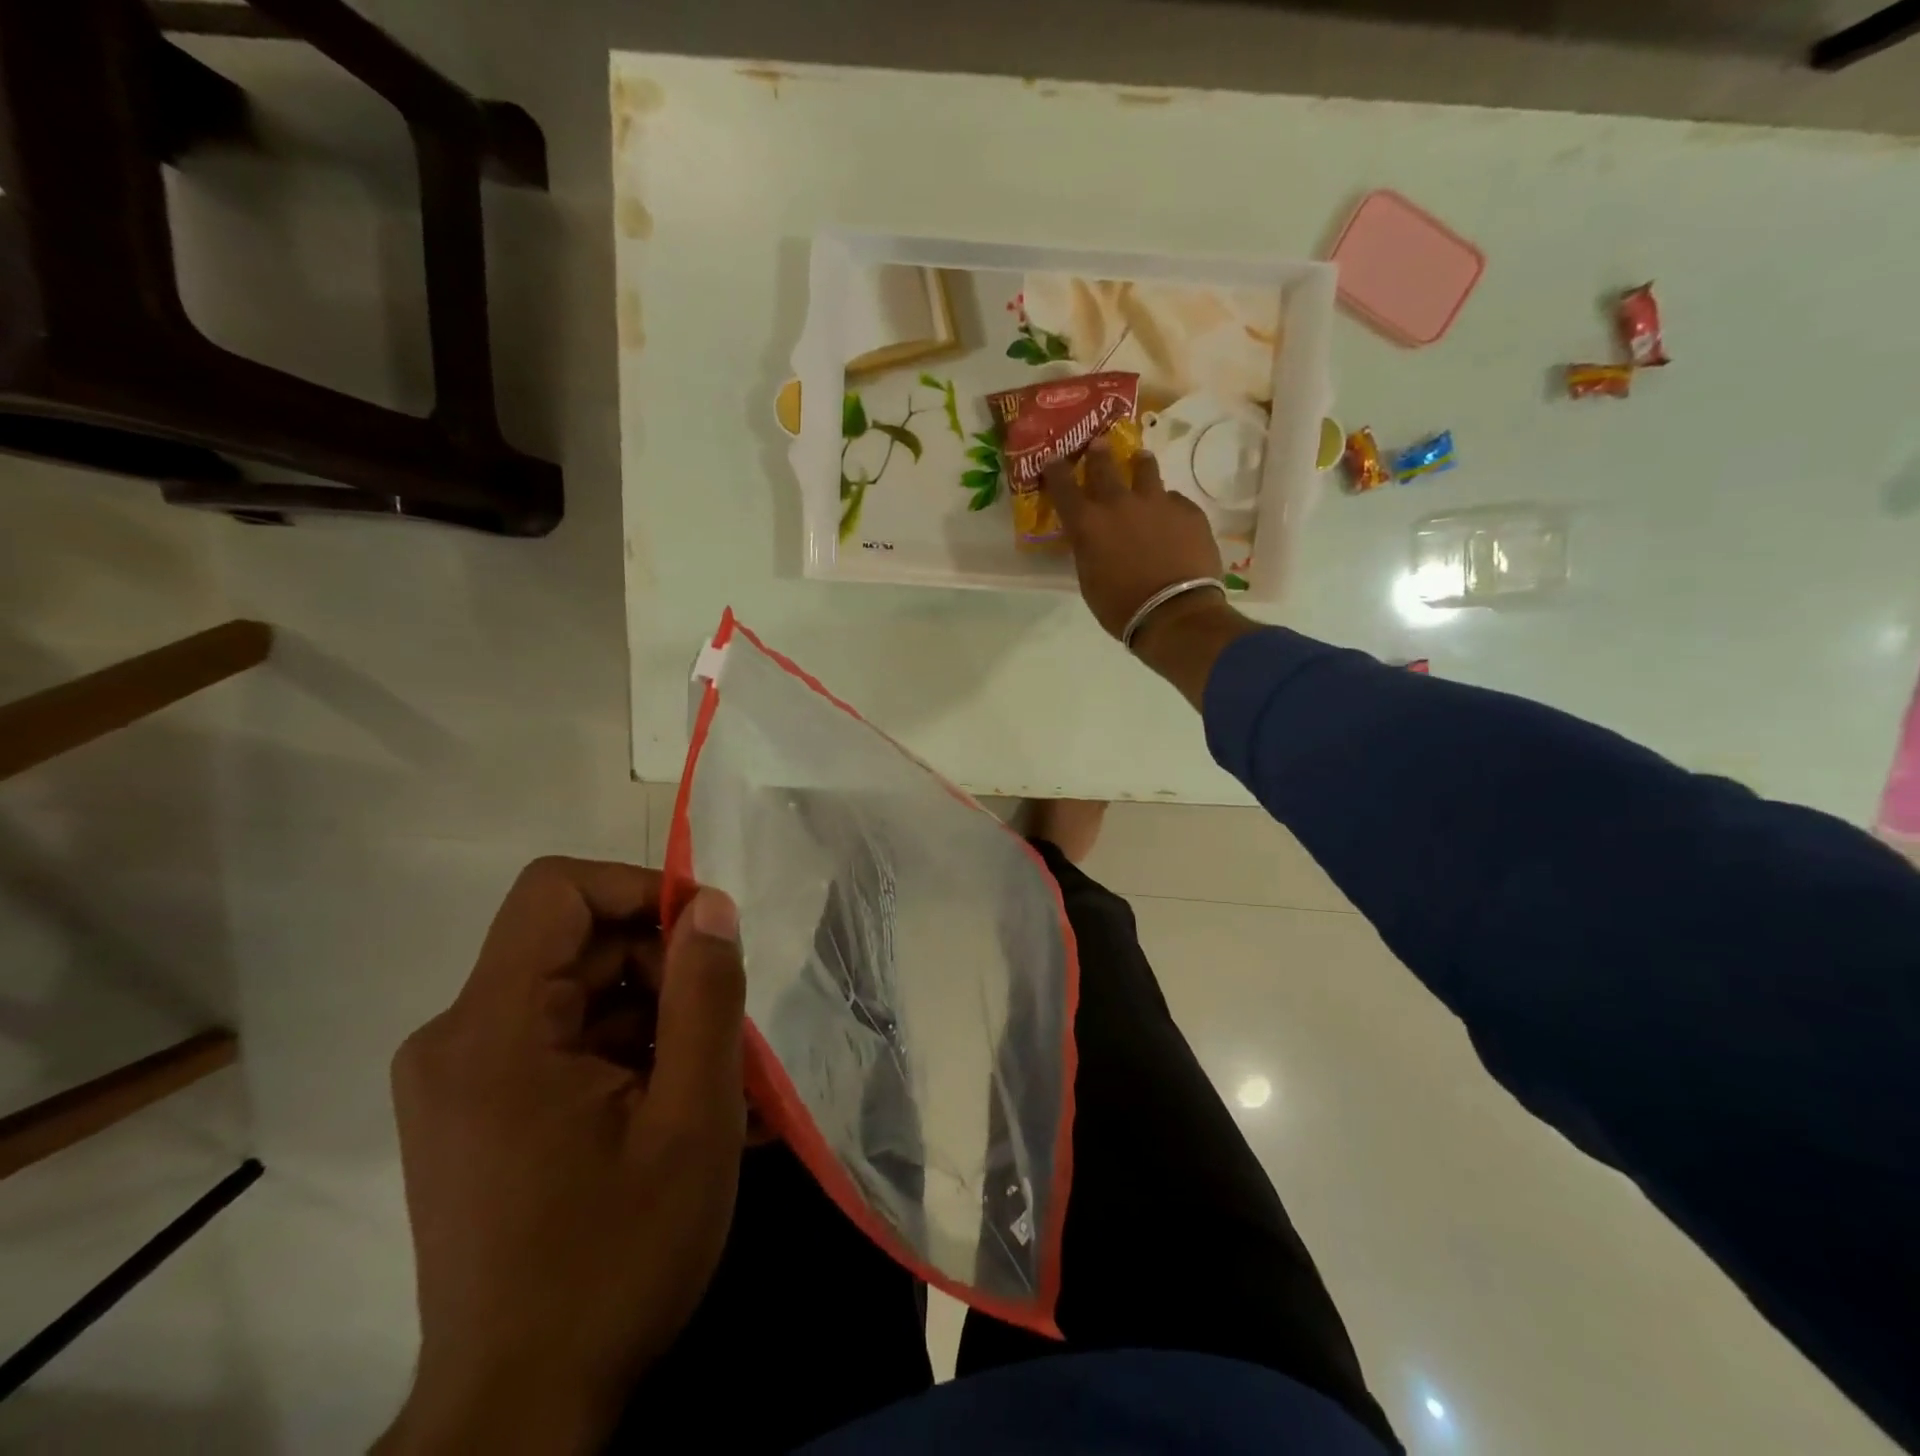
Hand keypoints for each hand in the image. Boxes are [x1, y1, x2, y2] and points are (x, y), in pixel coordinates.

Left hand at [379, 858, 745, 1454]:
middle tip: (724, 1029)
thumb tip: (712, 905)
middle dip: (663, 967)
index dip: (639, 888)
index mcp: (492, 1031)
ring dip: (655, 1015)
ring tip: (714, 1076)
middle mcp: (457, 1039)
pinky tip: (676, 1104)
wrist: (523, 1410)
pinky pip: (564, 1039)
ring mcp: (462, 1078)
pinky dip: (628, 1051)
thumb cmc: (614, 1260)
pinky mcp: (478, 1110)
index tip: (708, 931)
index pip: (556, 891)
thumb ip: (706, 996)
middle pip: (575, 944)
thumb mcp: (691, 1119)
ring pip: (579, 992)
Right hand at [1041, 433, 1222, 638]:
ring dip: (1139, 464)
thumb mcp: (1089, 580)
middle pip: (1104, 465)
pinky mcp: (1188, 511)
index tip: (1053, 460)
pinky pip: (1174, 500)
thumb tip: (1092, 537)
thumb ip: (1088, 549)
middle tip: (1098, 444)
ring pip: (1146, 469)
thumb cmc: (1121, 607)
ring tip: (1140, 461)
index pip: (1063, 486)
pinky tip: (1171, 518)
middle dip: (1098, 453)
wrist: (1175, 614)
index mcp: (1088, 524)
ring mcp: (1157, 503)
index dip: (1056, 471)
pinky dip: (1168, 505)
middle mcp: (1119, 503)